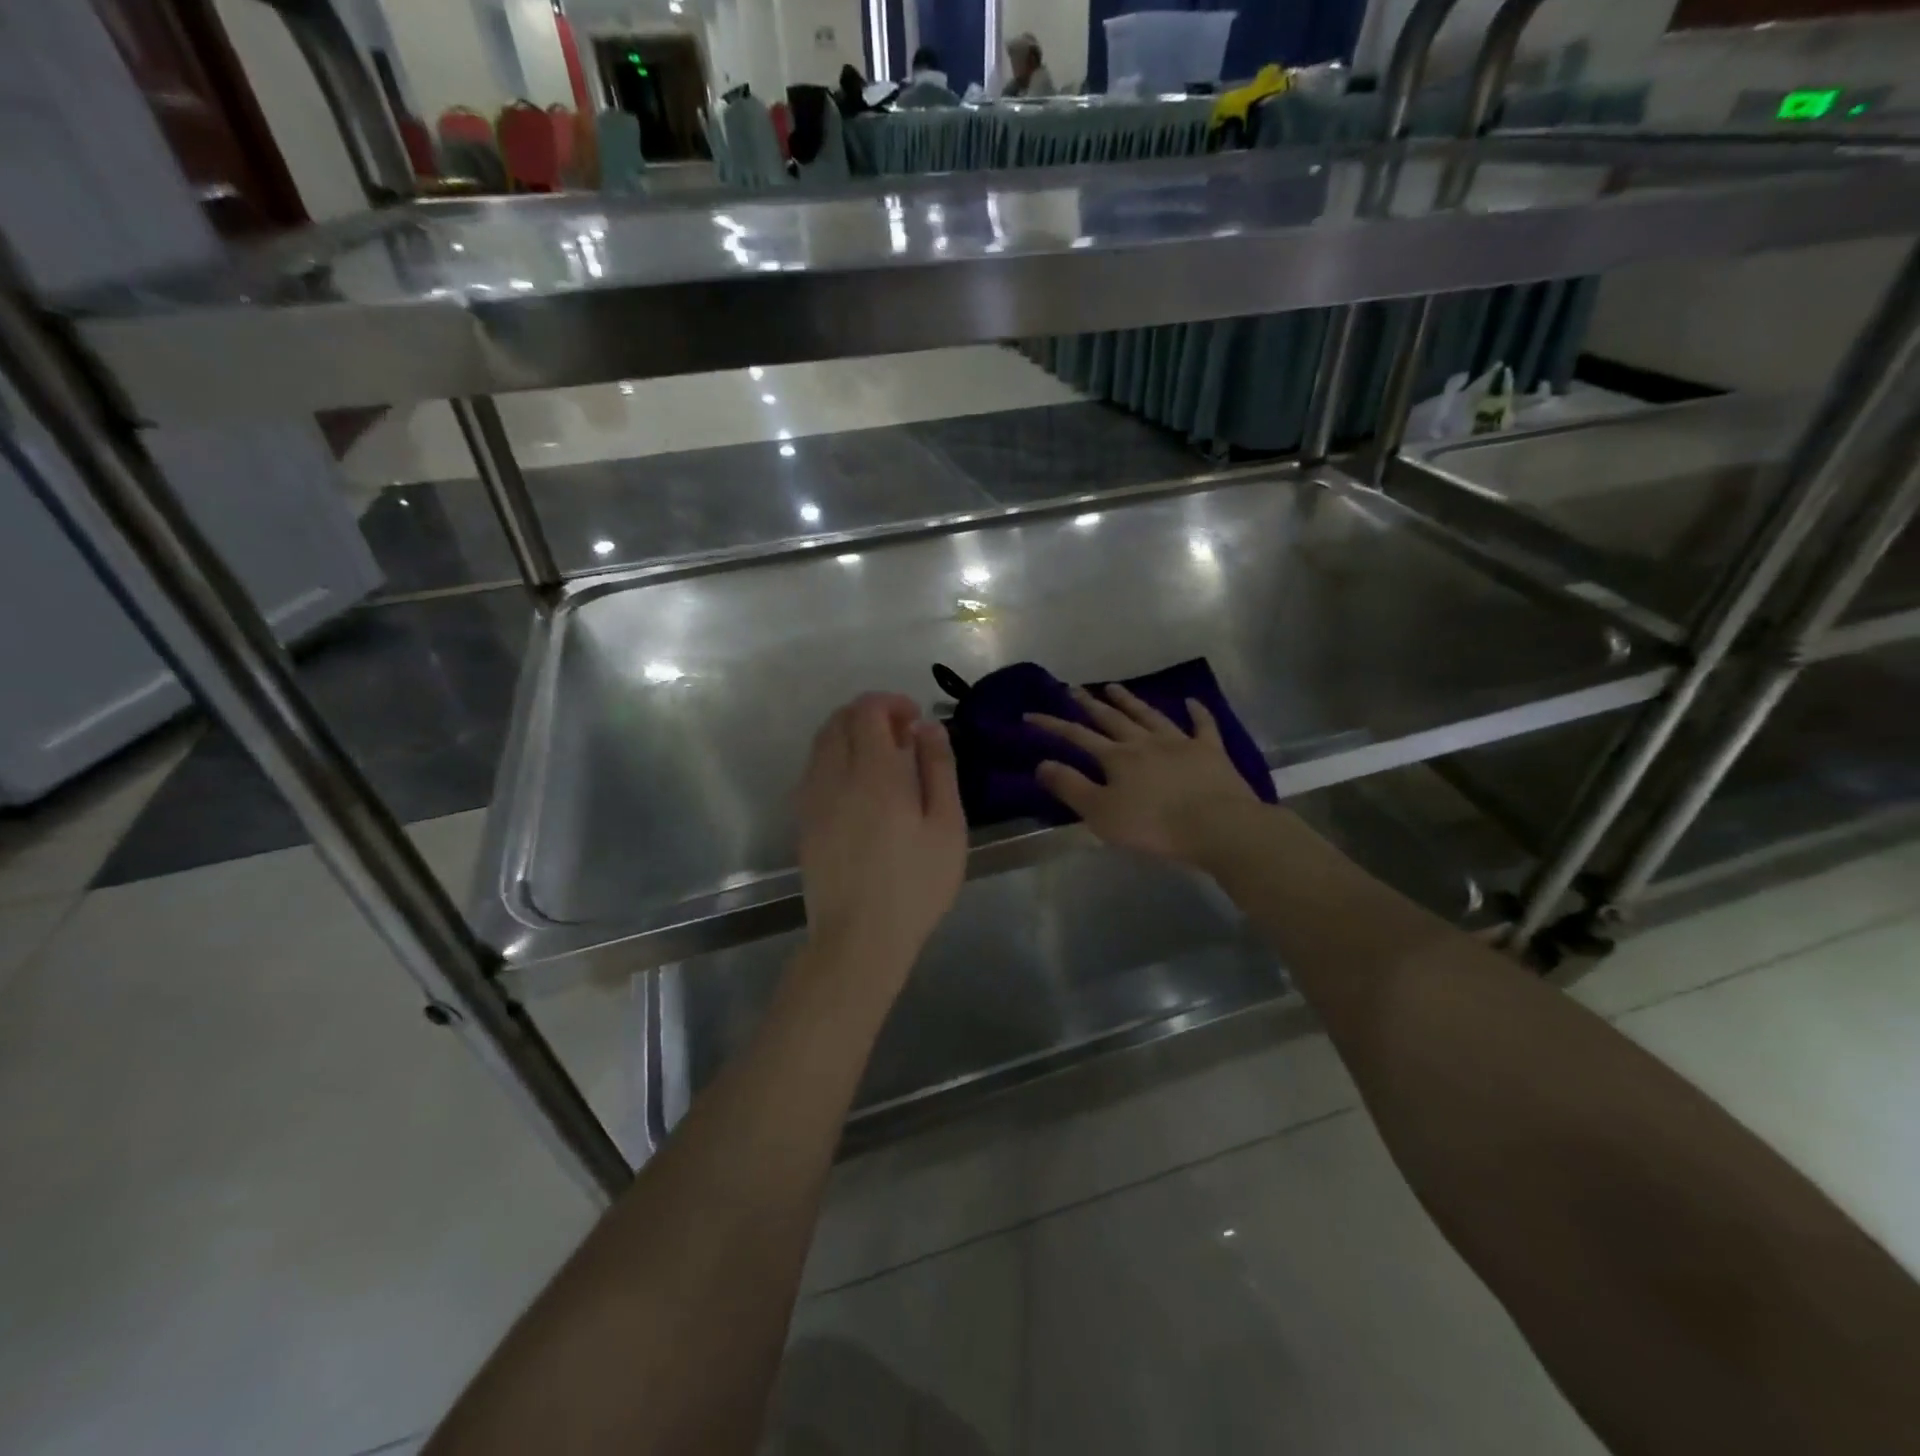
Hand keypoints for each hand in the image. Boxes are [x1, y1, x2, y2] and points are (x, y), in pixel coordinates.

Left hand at [796, 692, 966, 983]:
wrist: (859, 938)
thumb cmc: (915, 885)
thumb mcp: (947, 827)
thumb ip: (939, 769)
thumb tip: (928, 727)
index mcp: (874, 773)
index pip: (868, 711)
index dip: (891, 703)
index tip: (915, 719)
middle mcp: (835, 777)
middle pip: (840, 720)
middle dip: (870, 714)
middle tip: (902, 736)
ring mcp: (812, 799)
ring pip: (821, 743)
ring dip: (849, 735)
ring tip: (882, 760)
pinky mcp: (803, 822)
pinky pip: (814, 770)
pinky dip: (834, 759)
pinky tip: (859, 787)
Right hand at [1028, 684, 1262, 865]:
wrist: (1217, 826)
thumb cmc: (1154, 825)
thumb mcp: (1101, 813)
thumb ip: (1070, 787)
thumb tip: (1042, 763)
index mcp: (1116, 758)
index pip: (1077, 736)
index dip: (1052, 725)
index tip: (1030, 714)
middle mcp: (1144, 742)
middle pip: (1112, 718)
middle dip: (1089, 703)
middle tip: (1073, 688)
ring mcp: (1180, 742)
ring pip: (1149, 715)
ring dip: (1130, 700)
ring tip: (1114, 686)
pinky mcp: (1210, 752)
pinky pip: (1202, 725)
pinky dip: (1196, 712)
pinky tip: (1191, 701)